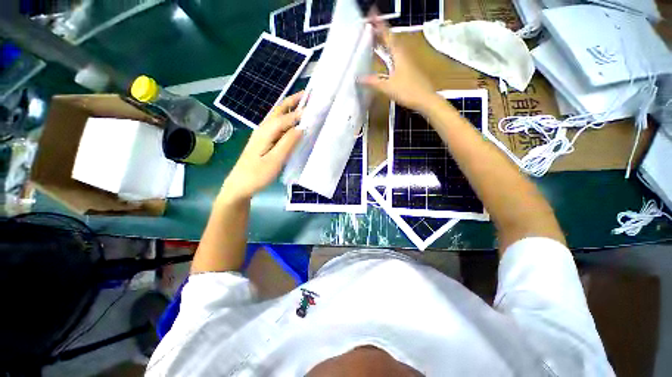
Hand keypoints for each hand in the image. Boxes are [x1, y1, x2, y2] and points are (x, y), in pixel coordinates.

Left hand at [221, 92, 302, 200]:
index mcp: (266, 131)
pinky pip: (277, 126)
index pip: (286, 117)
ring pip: (277, 116)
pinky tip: (294, 124)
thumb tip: (301, 128)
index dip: (300, 112)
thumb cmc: (257, 175)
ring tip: (304, 105)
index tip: (315, 107)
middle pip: (279, 110)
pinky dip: (287, 120)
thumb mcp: (275, 160)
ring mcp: (262, 134)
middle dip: (293, 101)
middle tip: (308, 95)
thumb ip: (287, 143)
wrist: (239, 185)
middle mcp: (263, 128)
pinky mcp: (264, 141)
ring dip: (290, 108)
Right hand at [360, 17, 436, 112]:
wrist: (425, 99)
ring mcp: (407, 62)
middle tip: (370, 26)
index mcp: (398, 55)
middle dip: (381, 32)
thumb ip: (373, 82)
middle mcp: (403, 55)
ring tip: (375, 39)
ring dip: (385, 42)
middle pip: (391, 40)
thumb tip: (359, 78)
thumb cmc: (407, 91)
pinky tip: (385, 58)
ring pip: (394, 48)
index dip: (379, 25)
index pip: (387, 36)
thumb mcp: (388, 87)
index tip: (373, 14)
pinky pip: (396, 57)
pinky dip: (388, 54)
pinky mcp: (409, 70)